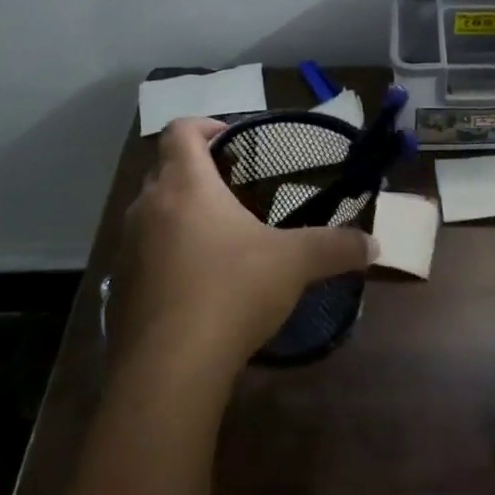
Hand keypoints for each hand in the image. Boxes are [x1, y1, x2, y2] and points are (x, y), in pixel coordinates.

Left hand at [108, 117, 375, 376]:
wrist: (169, 369)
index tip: (233, 141)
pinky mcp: (120, 289)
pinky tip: (197, 284)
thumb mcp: (294, 264)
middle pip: (164, 170)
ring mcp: (127, 249)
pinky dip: (166, 255)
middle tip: (234, 188)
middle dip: (196, 172)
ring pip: (151, 214)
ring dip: (179, 214)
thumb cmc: (231, 291)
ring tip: (218, 237)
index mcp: (185, 185)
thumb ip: (336, 247)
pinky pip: (143, 255)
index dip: (205, 125)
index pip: (181, 131)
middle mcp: (147, 207)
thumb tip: (374, 245)